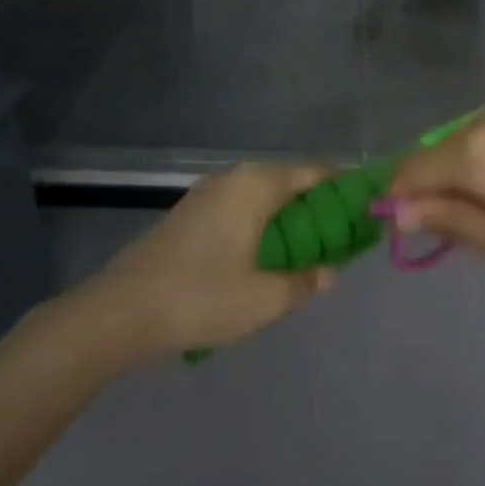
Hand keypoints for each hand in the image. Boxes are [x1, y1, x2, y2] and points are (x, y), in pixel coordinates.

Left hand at [73, 163, 337, 358]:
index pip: (317, 173)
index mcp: (258, 184)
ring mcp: (210, 191)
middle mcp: (236, 176)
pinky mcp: (192, 211)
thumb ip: (306, 281)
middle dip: (320, 207)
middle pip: (292, 181)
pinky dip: (265, 222)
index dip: (345, 190)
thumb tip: (330, 270)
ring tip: (309, 252)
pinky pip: (243, 206)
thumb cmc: (199, 298)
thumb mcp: (264, 299)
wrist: (118, 313)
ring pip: (266, 194)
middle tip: (342, 240)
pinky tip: (267, 256)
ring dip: (291, 217)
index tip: (366, 213)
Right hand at [385, 89, 484, 286]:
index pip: (413, 169)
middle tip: (479, 218)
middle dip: (445, 180)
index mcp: (478, 152)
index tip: (412, 222)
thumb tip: (400, 210)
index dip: (403, 196)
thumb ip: (454, 222)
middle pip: (445, 146)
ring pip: (479, 128)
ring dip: (479, 158)